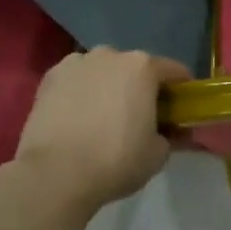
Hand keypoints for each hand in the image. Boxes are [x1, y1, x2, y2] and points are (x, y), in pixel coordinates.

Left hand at [10, 48, 190, 215]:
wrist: (54, 174)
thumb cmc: (115, 160)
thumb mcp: (158, 154)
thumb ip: (171, 136)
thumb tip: (172, 132)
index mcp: (143, 67)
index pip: (175, 72)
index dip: (181, 92)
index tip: (180, 112)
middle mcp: (110, 55)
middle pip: (136, 68)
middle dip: (142, 88)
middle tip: (141, 118)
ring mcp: (76, 63)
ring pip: (103, 72)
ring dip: (109, 87)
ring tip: (103, 118)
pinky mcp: (49, 78)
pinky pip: (76, 81)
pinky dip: (81, 93)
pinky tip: (78, 118)